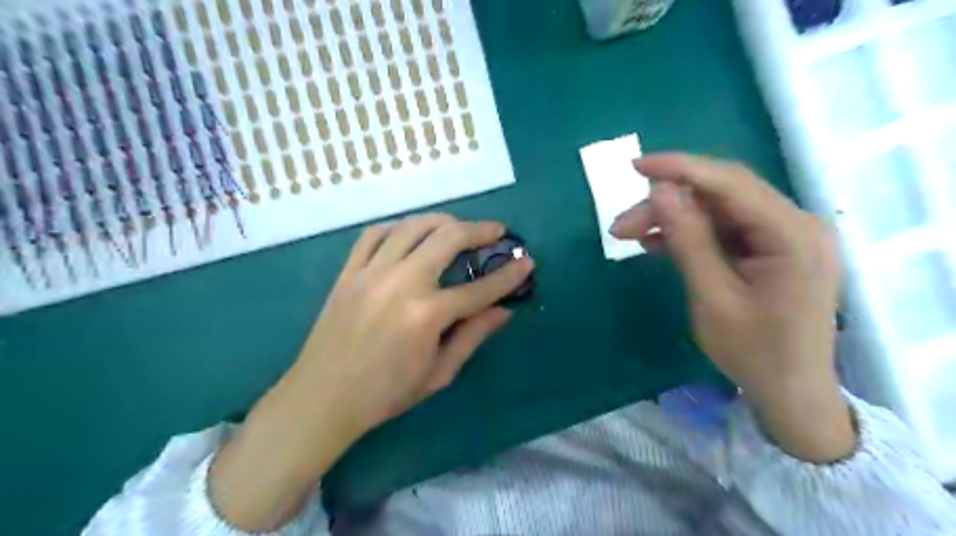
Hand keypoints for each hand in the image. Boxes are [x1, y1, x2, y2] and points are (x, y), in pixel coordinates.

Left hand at [211, 213, 533, 531]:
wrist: (322, 398)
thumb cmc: (385, 394)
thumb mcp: (439, 373)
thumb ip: (473, 336)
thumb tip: (504, 310)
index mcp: (426, 315)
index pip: (480, 288)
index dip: (509, 275)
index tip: (527, 261)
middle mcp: (401, 283)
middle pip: (448, 239)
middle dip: (480, 230)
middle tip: (497, 231)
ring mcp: (371, 273)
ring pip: (412, 227)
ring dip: (442, 220)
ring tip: (459, 226)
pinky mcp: (349, 272)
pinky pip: (374, 235)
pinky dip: (398, 227)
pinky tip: (411, 232)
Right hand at [609, 154, 855, 461]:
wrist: (791, 394)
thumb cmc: (754, 352)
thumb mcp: (712, 296)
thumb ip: (688, 239)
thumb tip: (661, 190)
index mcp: (791, 234)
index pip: (730, 182)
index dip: (679, 169)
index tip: (635, 167)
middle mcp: (794, 224)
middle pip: (720, 195)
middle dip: (666, 204)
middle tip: (620, 226)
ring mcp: (784, 237)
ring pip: (717, 212)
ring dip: (672, 220)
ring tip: (629, 236)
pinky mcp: (770, 250)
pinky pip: (724, 231)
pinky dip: (689, 235)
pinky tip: (657, 244)